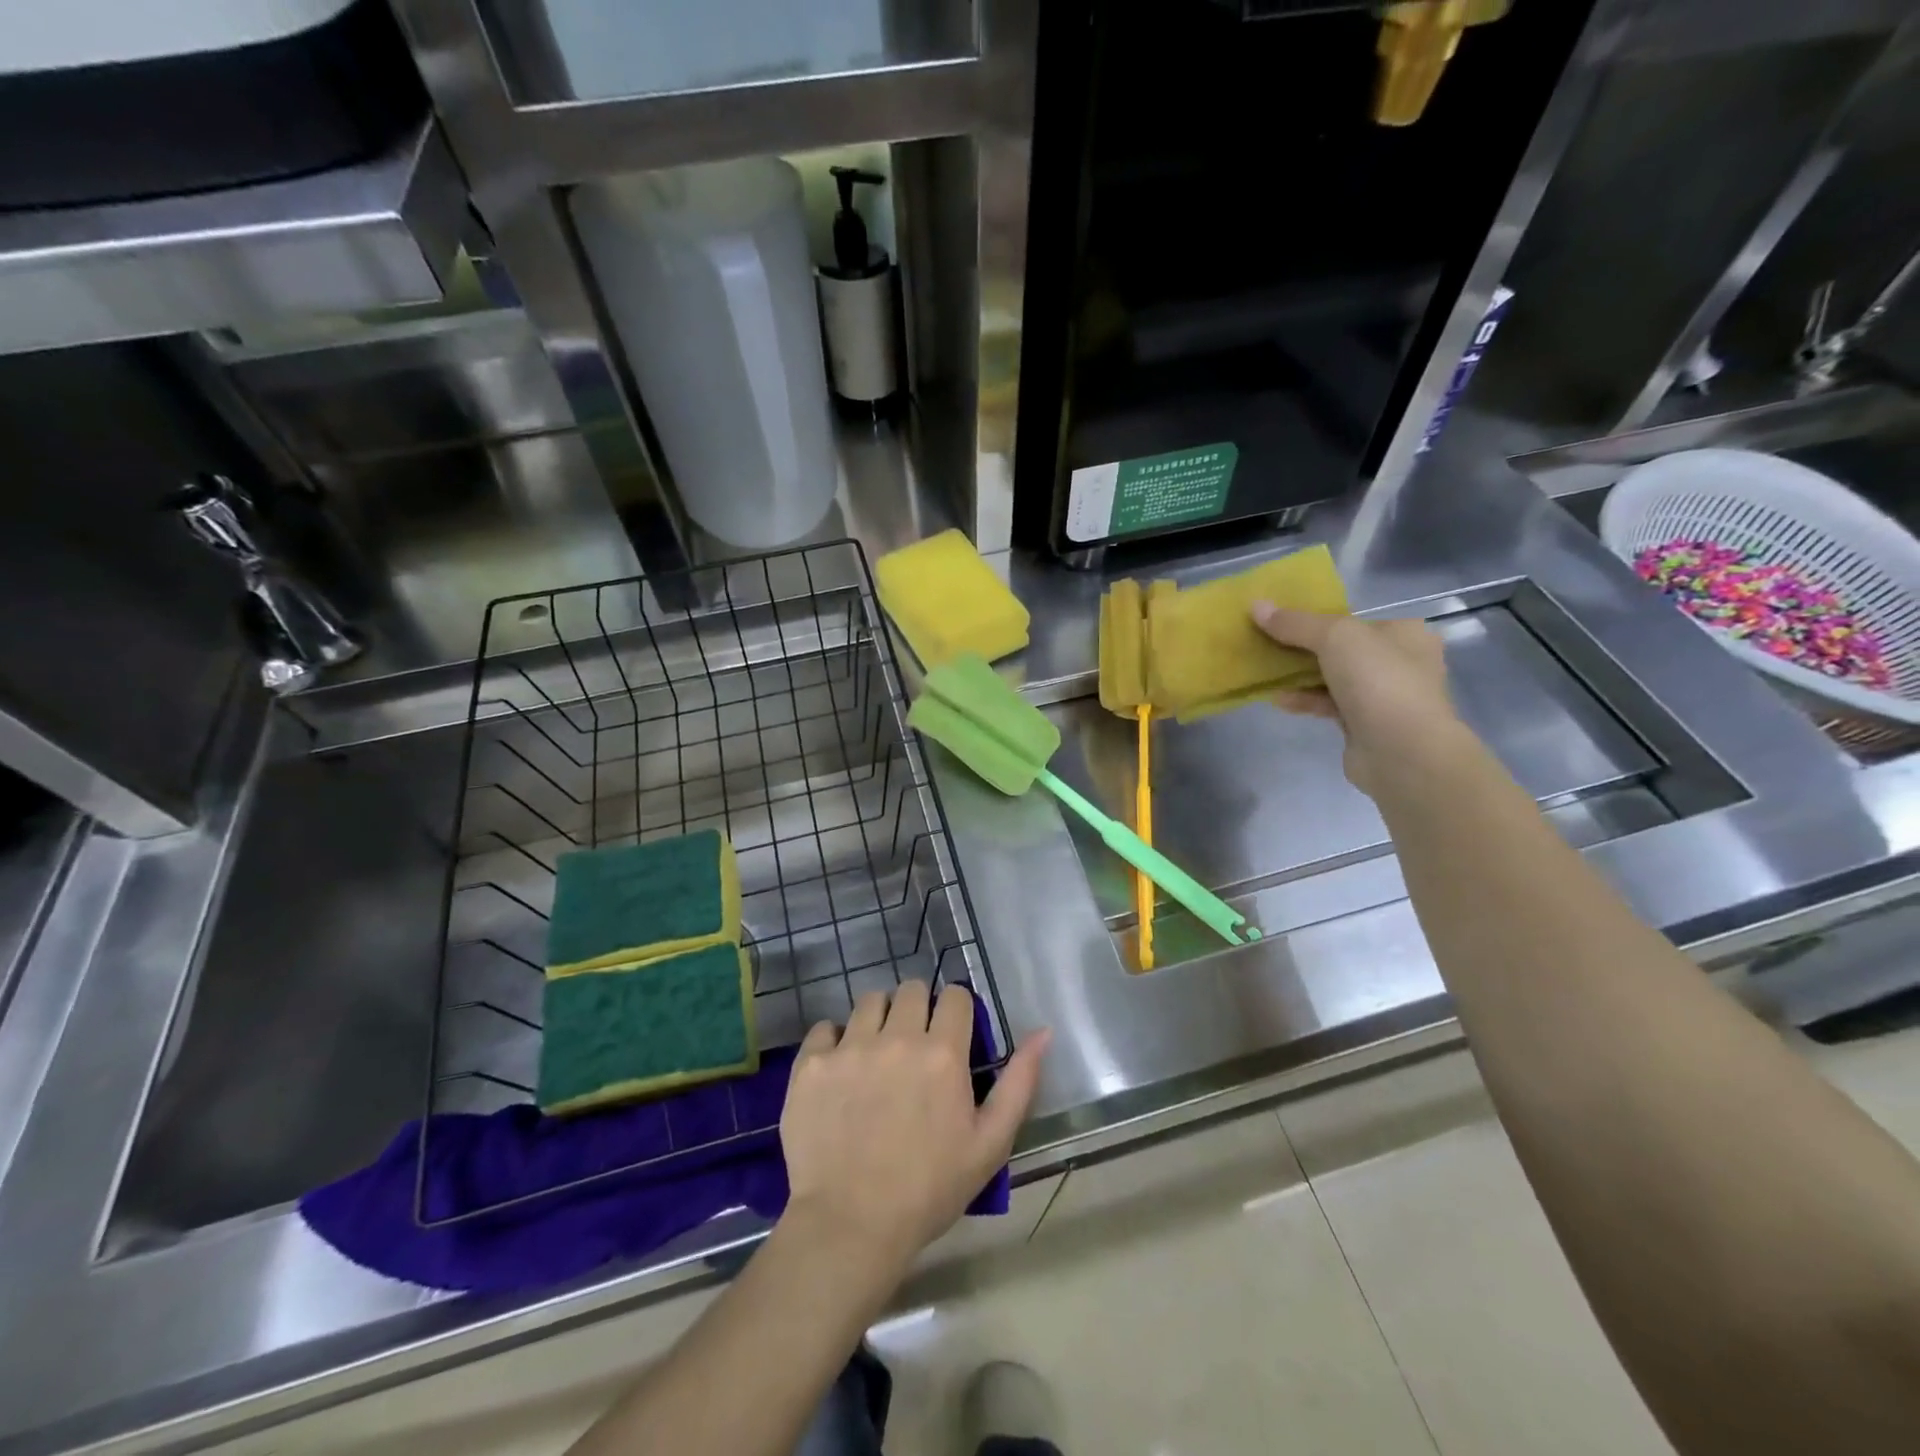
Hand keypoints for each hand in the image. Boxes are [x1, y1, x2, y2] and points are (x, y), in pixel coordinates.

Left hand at [779, 982, 1049, 1266]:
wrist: (850, 1226)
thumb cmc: (929, 1189)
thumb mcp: (990, 1143)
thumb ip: (1019, 1082)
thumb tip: (1043, 1032)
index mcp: (942, 1052)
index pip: (955, 995)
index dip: (956, 1012)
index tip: (951, 1035)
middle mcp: (896, 1037)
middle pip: (911, 989)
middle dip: (918, 1009)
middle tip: (914, 1046)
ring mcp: (849, 1047)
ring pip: (869, 1001)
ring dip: (878, 1019)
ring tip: (876, 1054)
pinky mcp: (811, 1064)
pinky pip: (824, 1027)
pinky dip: (833, 1041)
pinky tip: (839, 1071)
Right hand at [1251, 603, 1459, 796]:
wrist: (1402, 751)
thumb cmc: (1378, 680)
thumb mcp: (1334, 637)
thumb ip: (1295, 623)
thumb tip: (1256, 606)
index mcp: (1404, 632)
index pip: (1354, 619)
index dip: (1316, 618)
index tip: (1281, 622)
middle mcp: (1400, 661)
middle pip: (1341, 649)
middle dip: (1303, 649)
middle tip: (1268, 646)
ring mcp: (1385, 696)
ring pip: (1333, 678)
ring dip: (1300, 676)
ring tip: (1266, 673)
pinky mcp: (1367, 725)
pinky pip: (1330, 705)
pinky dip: (1306, 700)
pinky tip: (1279, 700)